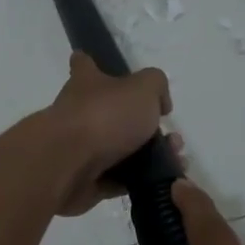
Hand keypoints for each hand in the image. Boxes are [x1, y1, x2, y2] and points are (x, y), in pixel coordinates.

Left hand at [40, 52, 171, 215]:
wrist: (68, 165)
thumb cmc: (104, 116)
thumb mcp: (143, 88)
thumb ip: (156, 87)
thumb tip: (159, 103)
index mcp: (87, 83)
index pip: (84, 65)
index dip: (91, 63)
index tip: (102, 67)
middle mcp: (80, 113)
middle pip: (112, 113)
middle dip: (144, 124)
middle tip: (172, 136)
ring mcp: (80, 149)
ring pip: (120, 149)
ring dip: (150, 154)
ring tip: (176, 158)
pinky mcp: (85, 180)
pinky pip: (119, 179)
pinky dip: (140, 179)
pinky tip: (164, 180)